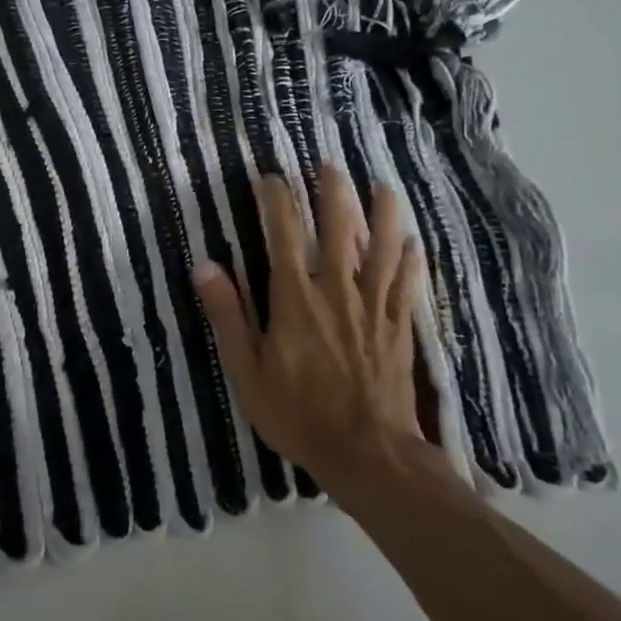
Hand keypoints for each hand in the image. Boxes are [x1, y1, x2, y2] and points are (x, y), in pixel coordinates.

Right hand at [193, 166, 435, 498]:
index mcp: (296, 297)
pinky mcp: (400, 327)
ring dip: (382, 214)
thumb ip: (227, 315)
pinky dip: (410, 260)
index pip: (285, 233)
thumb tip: (205, 266)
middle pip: (339, 228)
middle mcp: (337, 290)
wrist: (367, 453)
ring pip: (382, 248)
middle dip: (333, 192)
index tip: (270, 178)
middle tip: (329, 166)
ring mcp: (374, 307)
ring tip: (382, 187)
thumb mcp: (247, 370)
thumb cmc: (298, 413)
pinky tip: (414, 243)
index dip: (277, 199)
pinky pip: (407, 284)